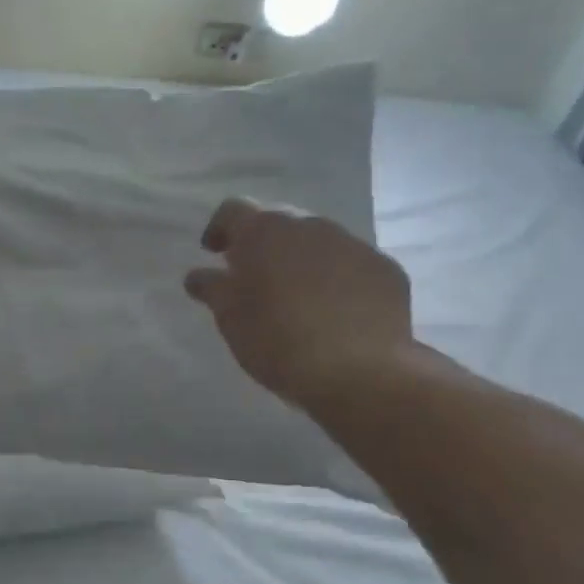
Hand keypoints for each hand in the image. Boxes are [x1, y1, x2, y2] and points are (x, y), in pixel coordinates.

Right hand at [185, 198, 413, 408]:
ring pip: (318, 241)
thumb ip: (212, 288)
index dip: (219, 229)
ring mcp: (353, 244)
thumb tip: (198, 275)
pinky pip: (351, 264)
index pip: (233, 210)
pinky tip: (334, 311)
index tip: (214, 253)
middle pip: (278, 221)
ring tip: (295, 296)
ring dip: (301, 259)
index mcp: (264, 231)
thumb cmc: (278, 341)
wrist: (361, 373)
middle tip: (254, 276)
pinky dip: (337, 277)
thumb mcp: (230, 318)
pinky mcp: (385, 269)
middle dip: (263, 243)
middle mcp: (309, 225)